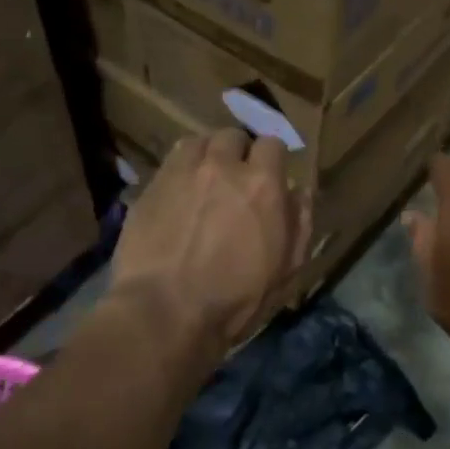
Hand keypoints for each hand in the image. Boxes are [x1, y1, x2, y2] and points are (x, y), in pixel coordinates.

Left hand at [112, 130, 308, 347]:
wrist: (165, 312)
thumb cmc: (236, 299)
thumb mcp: (287, 270)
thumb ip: (299, 223)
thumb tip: (300, 191)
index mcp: (262, 184)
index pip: (272, 144)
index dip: (272, 160)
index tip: (270, 177)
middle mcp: (222, 166)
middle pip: (232, 136)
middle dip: (238, 152)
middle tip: (236, 178)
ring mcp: (181, 172)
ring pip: (197, 142)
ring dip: (206, 154)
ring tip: (204, 178)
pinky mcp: (150, 186)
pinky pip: (169, 162)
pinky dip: (179, 170)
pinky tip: (178, 194)